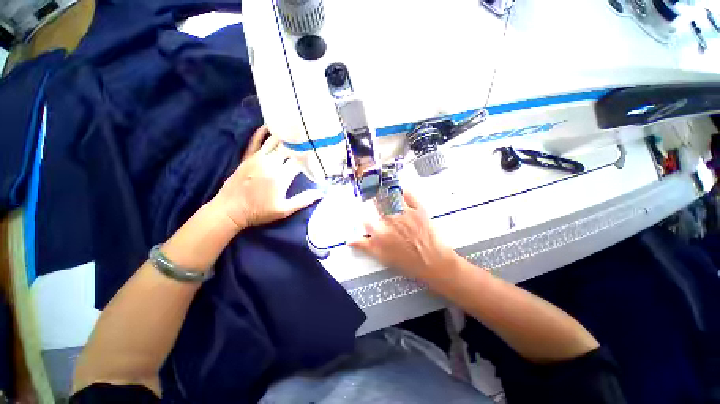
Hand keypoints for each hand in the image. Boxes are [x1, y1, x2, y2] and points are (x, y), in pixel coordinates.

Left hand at [211, 126, 322, 231]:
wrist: (229, 211)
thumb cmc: (259, 212)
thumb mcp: (284, 210)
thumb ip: (303, 200)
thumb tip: (321, 193)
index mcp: (281, 176)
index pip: (300, 161)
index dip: (310, 157)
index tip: (318, 153)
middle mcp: (271, 163)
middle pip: (289, 149)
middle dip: (300, 143)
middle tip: (309, 137)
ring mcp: (258, 158)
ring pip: (274, 142)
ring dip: (285, 136)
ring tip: (295, 128)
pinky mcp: (247, 158)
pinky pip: (255, 141)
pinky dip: (261, 132)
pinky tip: (268, 126)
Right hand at [350, 191, 458, 282]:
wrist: (434, 262)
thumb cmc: (408, 262)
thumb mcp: (383, 257)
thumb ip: (365, 246)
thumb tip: (350, 240)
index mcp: (381, 232)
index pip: (366, 220)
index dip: (365, 219)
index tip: (366, 219)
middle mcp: (391, 220)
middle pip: (377, 204)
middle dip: (373, 201)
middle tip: (373, 199)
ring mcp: (405, 213)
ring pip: (391, 196)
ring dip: (386, 192)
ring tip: (384, 191)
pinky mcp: (418, 210)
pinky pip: (409, 195)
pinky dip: (404, 191)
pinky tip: (401, 192)